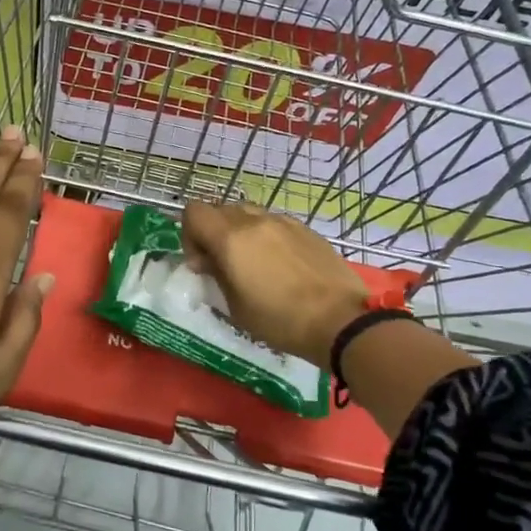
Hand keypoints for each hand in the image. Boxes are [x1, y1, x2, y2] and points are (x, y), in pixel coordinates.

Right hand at [181, 201, 367, 368]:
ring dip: (241, 232)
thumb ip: (216, 274)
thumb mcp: (235, 307)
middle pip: (220, 209)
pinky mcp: (306, 229)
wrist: (340, 320)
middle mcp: (255, 221)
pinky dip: (267, 236)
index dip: (189, 234)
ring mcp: (284, 222)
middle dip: (214, 232)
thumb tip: (207, 260)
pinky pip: (275, 223)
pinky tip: (281, 265)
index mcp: (231, 239)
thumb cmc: (280, 321)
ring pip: (249, 213)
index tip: (201, 262)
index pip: (194, 212)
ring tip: (253, 262)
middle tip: (223, 263)